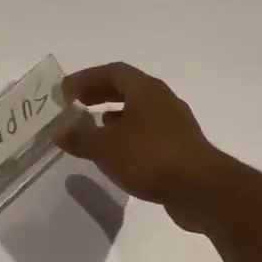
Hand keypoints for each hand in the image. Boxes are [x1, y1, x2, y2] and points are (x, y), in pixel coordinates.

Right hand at [57, 62, 233, 231]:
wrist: (202, 190)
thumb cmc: (151, 157)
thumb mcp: (106, 147)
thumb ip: (80, 137)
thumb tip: (59, 132)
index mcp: (146, 90)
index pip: (113, 71)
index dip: (86, 78)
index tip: (65, 93)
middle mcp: (162, 100)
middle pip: (126, 89)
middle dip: (98, 94)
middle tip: (74, 105)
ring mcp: (173, 124)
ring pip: (137, 112)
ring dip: (112, 116)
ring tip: (91, 128)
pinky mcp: (179, 148)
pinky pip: (146, 133)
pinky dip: (126, 136)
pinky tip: (115, 154)